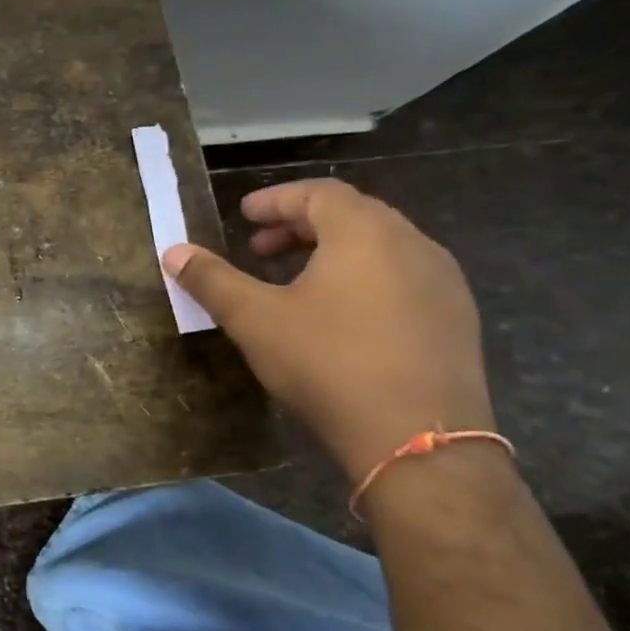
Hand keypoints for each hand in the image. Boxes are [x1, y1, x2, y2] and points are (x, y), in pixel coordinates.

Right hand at [163, 179, 495, 484]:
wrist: (418, 438)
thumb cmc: (327, 362)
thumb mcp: (254, 319)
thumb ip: (212, 280)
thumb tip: (173, 252)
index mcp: (365, 233)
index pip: (319, 192)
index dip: (276, 199)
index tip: (243, 216)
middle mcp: (413, 245)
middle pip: (352, 215)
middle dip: (300, 225)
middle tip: (260, 248)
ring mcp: (443, 282)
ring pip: (381, 247)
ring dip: (332, 252)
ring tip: (294, 281)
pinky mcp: (456, 319)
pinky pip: (402, 277)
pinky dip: (363, 277)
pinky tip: (339, 316)